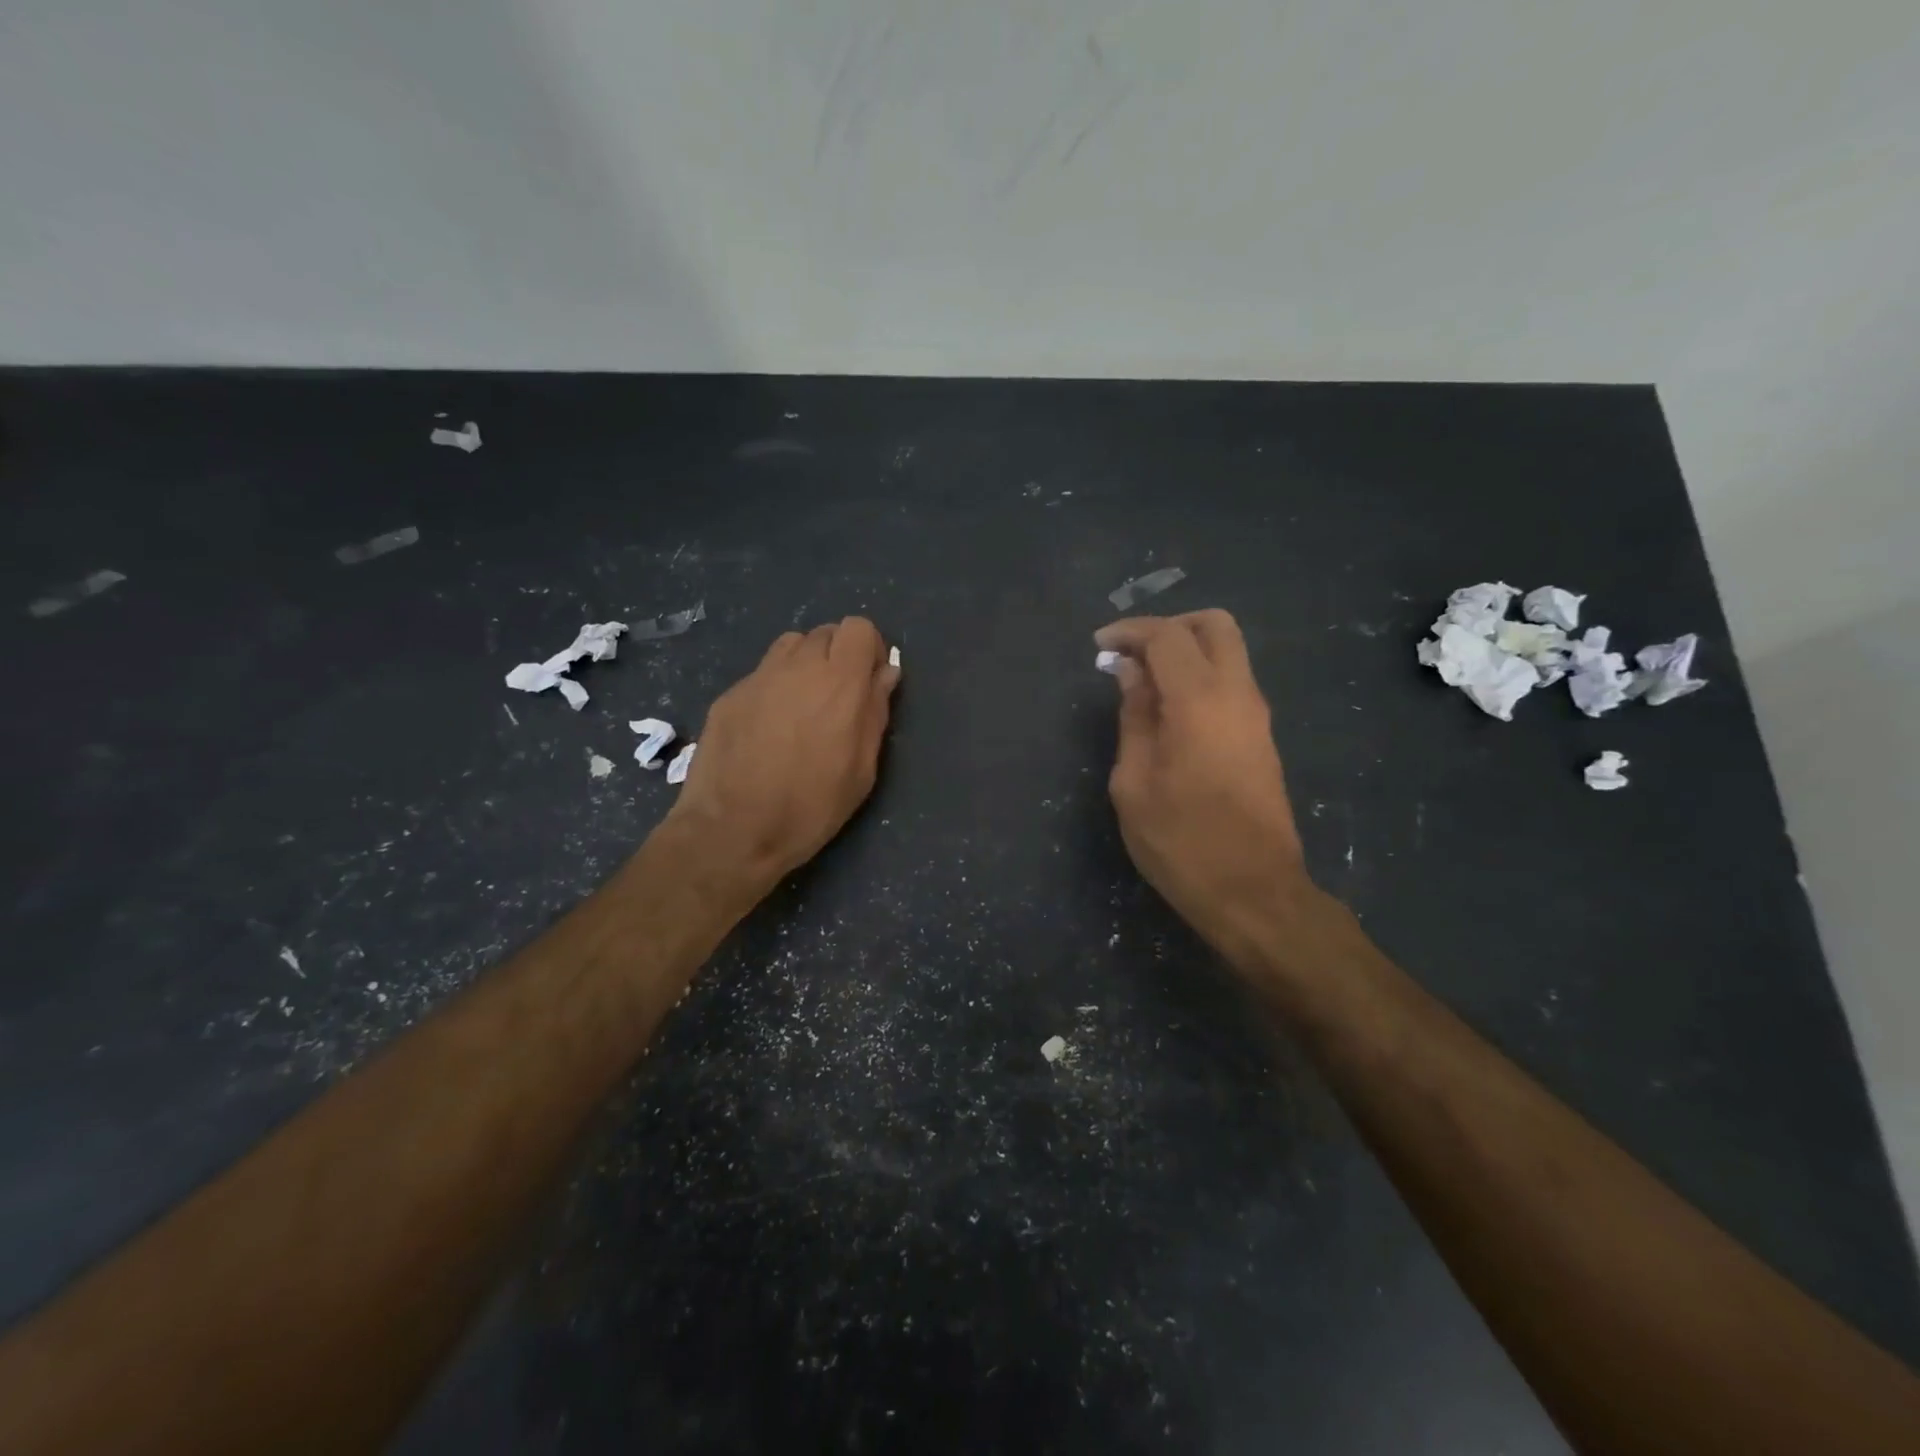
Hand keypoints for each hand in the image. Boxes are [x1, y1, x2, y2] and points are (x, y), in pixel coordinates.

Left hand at [664, 617, 899, 898]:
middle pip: (825, 632)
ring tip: (803, 705)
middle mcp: (798, 667)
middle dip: (838, 656)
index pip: (858, 627)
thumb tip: (884, 674)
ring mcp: (758, 678)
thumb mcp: (862, 770)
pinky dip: (774, 687)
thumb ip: (875, 713)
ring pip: (790, 646)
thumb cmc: (811, 807)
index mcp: (839, 682)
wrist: (733, 830)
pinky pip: (761, 674)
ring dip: (805, 664)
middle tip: (837, 698)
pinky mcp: (729, 695)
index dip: (868, 648)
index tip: (869, 680)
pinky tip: (768, 727)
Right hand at [1097, 610, 1312, 965]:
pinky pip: (1232, 682)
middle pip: (1214, 625)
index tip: (1098, 645)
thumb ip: (1134, 717)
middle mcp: (1237, 694)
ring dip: (1186, 652)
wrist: (1253, 892)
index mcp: (1199, 701)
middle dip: (1169, 626)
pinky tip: (1169, 711)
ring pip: (1229, 652)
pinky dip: (1200, 676)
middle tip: (1132, 654)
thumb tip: (1131, 672)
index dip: (1129, 632)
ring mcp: (1257, 715)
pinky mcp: (1262, 737)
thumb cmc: (1181, 841)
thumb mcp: (1134, 782)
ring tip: (1143, 684)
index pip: (1167, 636)